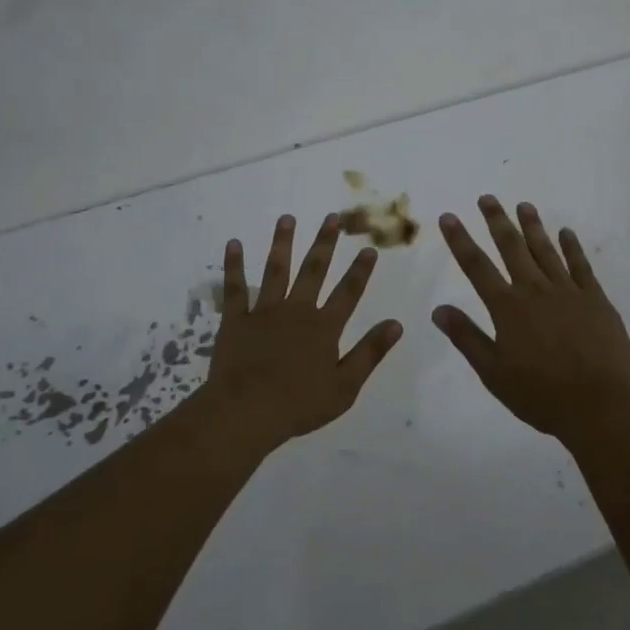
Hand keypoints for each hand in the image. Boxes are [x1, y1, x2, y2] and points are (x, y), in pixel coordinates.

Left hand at [196, 212, 402, 450]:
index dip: (360, 270)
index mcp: (324, 327)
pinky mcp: (236, 320)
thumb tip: (396, 324)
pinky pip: (235, 289)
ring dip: (282, 242)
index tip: (369, 248)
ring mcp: (264, 312)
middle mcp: (296, 310)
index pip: (348, 292)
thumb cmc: (299, 405)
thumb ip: (370, 352)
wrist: (247, 412)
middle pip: (314, 270)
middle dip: (325, 242)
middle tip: (332, 217)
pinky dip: (234, 266)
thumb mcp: (345, 386)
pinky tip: (233, 244)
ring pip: (276, 270)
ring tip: (287, 218)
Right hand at [433, 196, 629, 439]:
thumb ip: (467, 338)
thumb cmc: (542, 395)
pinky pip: (581, 266)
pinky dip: (572, 247)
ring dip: (533, 226)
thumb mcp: (494, 373)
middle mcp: (534, 290)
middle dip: (496, 221)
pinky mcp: (595, 299)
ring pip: (545, 250)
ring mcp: (567, 291)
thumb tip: (438, 309)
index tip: (448, 217)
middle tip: (487, 198)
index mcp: (507, 308)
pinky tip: (566, 233)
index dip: (460, 240)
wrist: (601, 405)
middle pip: (511, 247)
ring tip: (523, 205)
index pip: (476, 266)